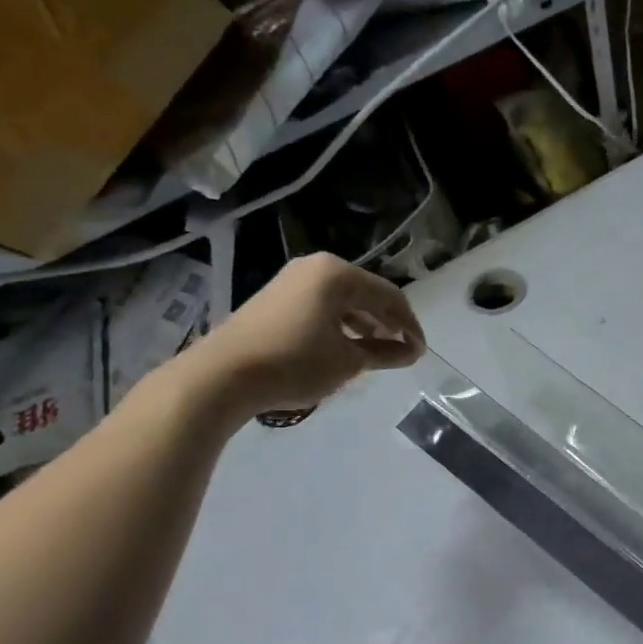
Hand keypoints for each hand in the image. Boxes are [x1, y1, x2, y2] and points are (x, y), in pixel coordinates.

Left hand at [184, 254, 425, 417]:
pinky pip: (321, 306)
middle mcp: (316, 268)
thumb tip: (412, 352)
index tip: (420, 351)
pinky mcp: (275, 299)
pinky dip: (340, 325)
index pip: (389, 296)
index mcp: (338, 274)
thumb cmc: (295, 362)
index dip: (410, 325)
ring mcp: (291, 281)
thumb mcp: (348, 361)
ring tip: (377, 352)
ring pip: (343, 301)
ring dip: (364, 325)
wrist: (222, 375)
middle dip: (387, 322)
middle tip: (403, 350)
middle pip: (366, 294)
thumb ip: (385, 353)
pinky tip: (345, 348)